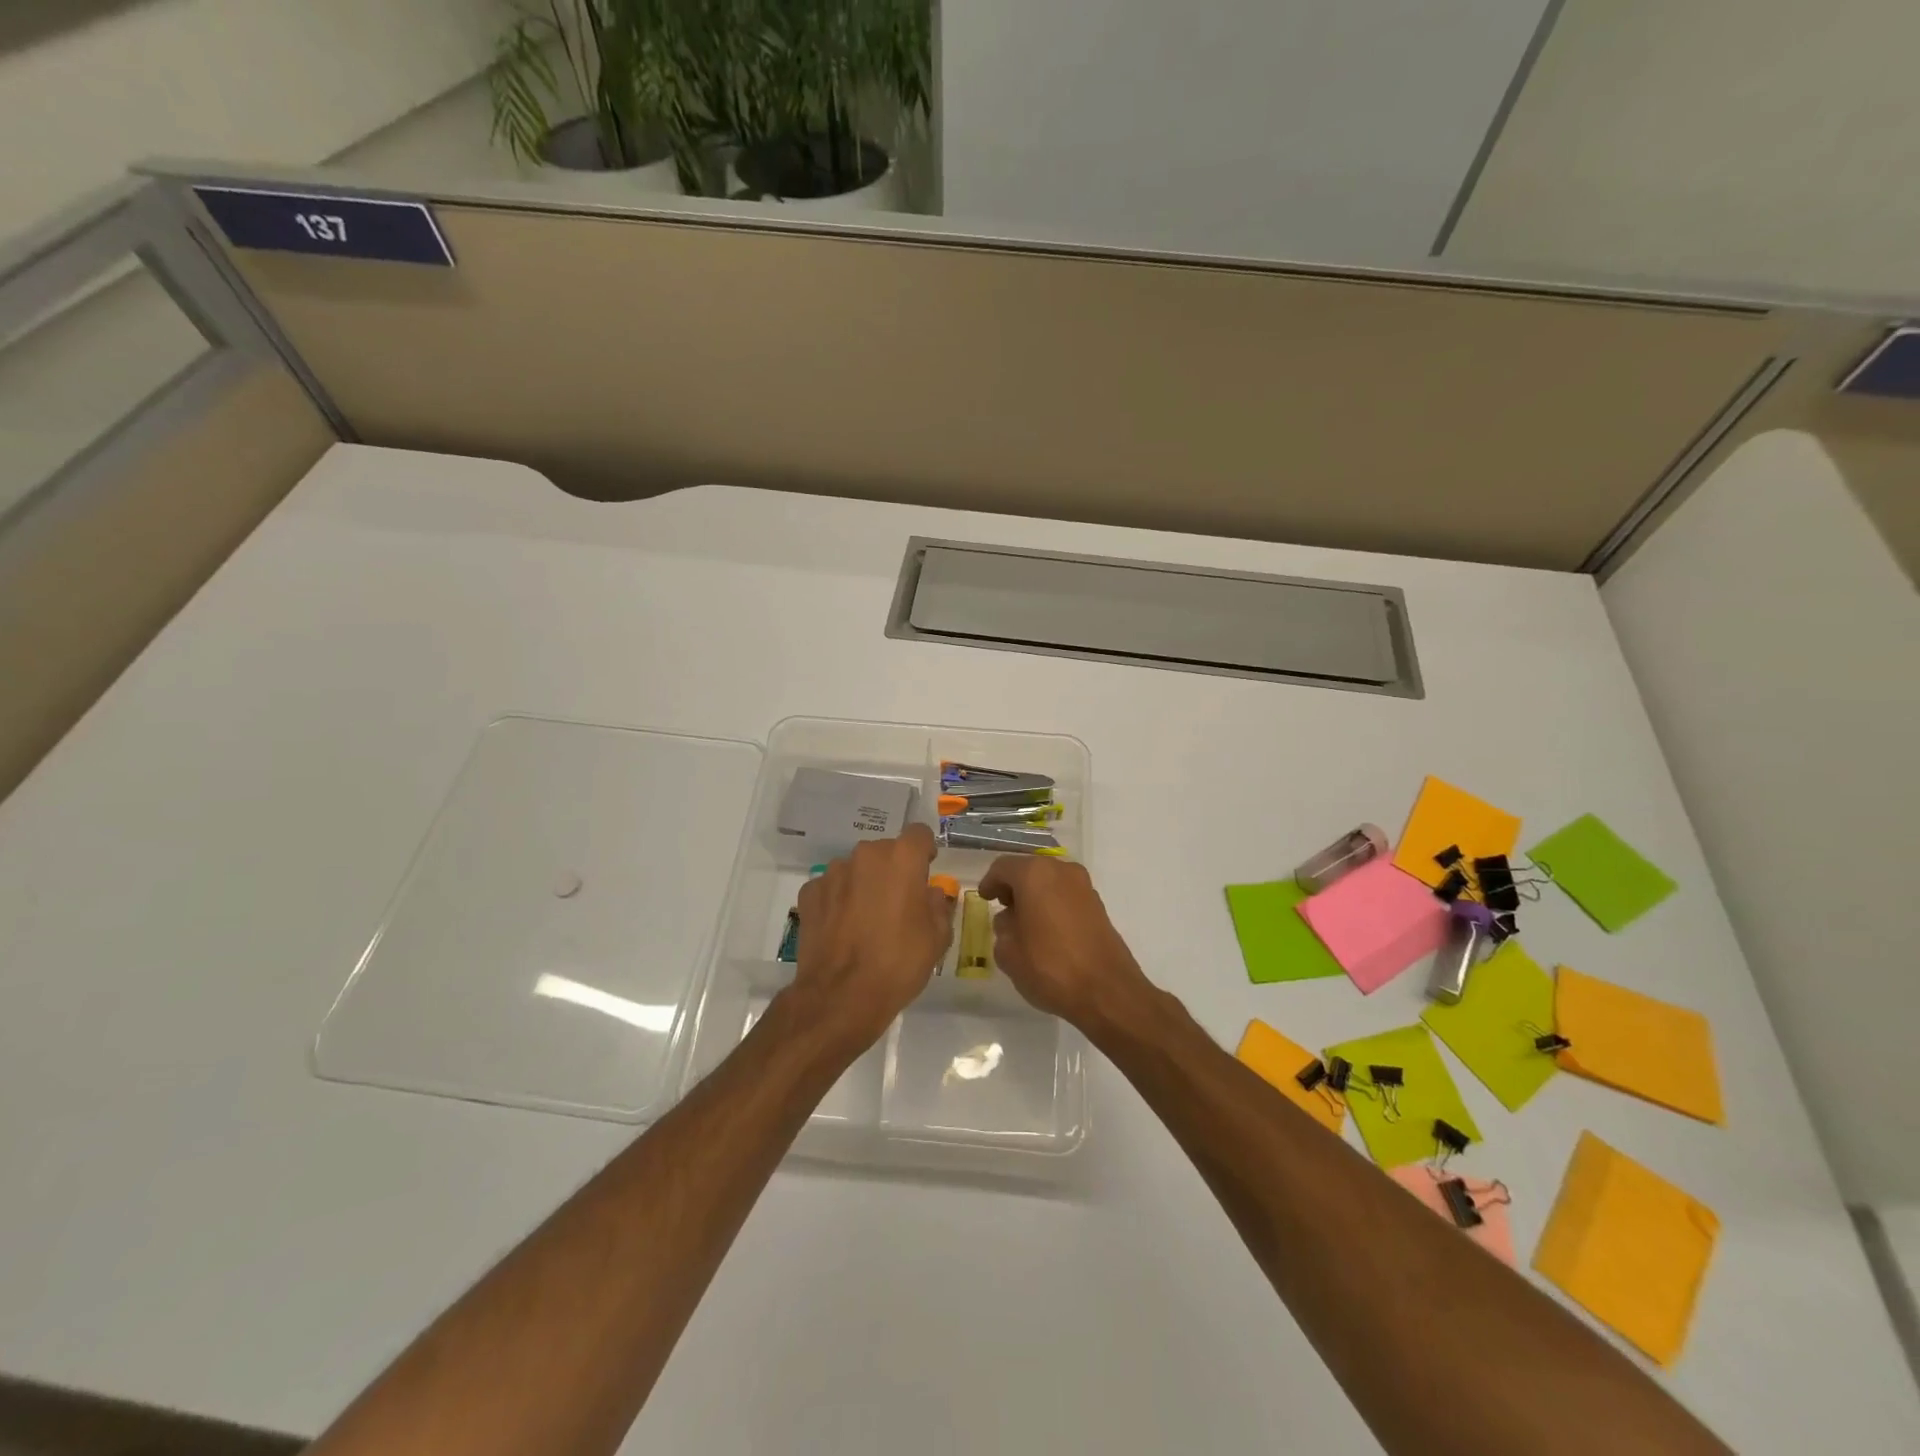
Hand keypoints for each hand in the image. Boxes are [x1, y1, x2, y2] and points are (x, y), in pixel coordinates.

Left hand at [789, 823, 956, 1054]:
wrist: (841, 997)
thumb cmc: (899, 963)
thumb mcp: (938, 937)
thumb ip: (937, 905)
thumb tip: (928, 894)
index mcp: (901, 858)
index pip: (919, 834)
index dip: (924, 852)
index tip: (925, 873)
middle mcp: (865, 855)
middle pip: (885, 852)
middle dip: (893, 871)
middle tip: (898, 905)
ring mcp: (833, 872)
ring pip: (856, 869)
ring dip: (864, 885)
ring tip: (866, 921)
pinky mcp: (809, 893)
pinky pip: (831, 888)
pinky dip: (838, 901)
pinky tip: (842, 930)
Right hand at [977, 857, 1158, 1030]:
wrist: (1107, 990)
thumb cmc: (1050, 966)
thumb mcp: (1009, 952)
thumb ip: (1003, 928)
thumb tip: (1010, 920)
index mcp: (1035, 874)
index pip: (1003, 868)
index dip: (990, 883)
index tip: (984, 899)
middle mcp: (1061, 870)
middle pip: (1029, 870)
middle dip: (1013, 887)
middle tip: (1002, 908)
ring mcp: (1084, 886)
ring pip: (1050, 881)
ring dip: (1034, 895)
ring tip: (1024, 922)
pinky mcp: (1098, 905)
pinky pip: (1066, 895)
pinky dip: (1053, 904)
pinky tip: (1047, 930)